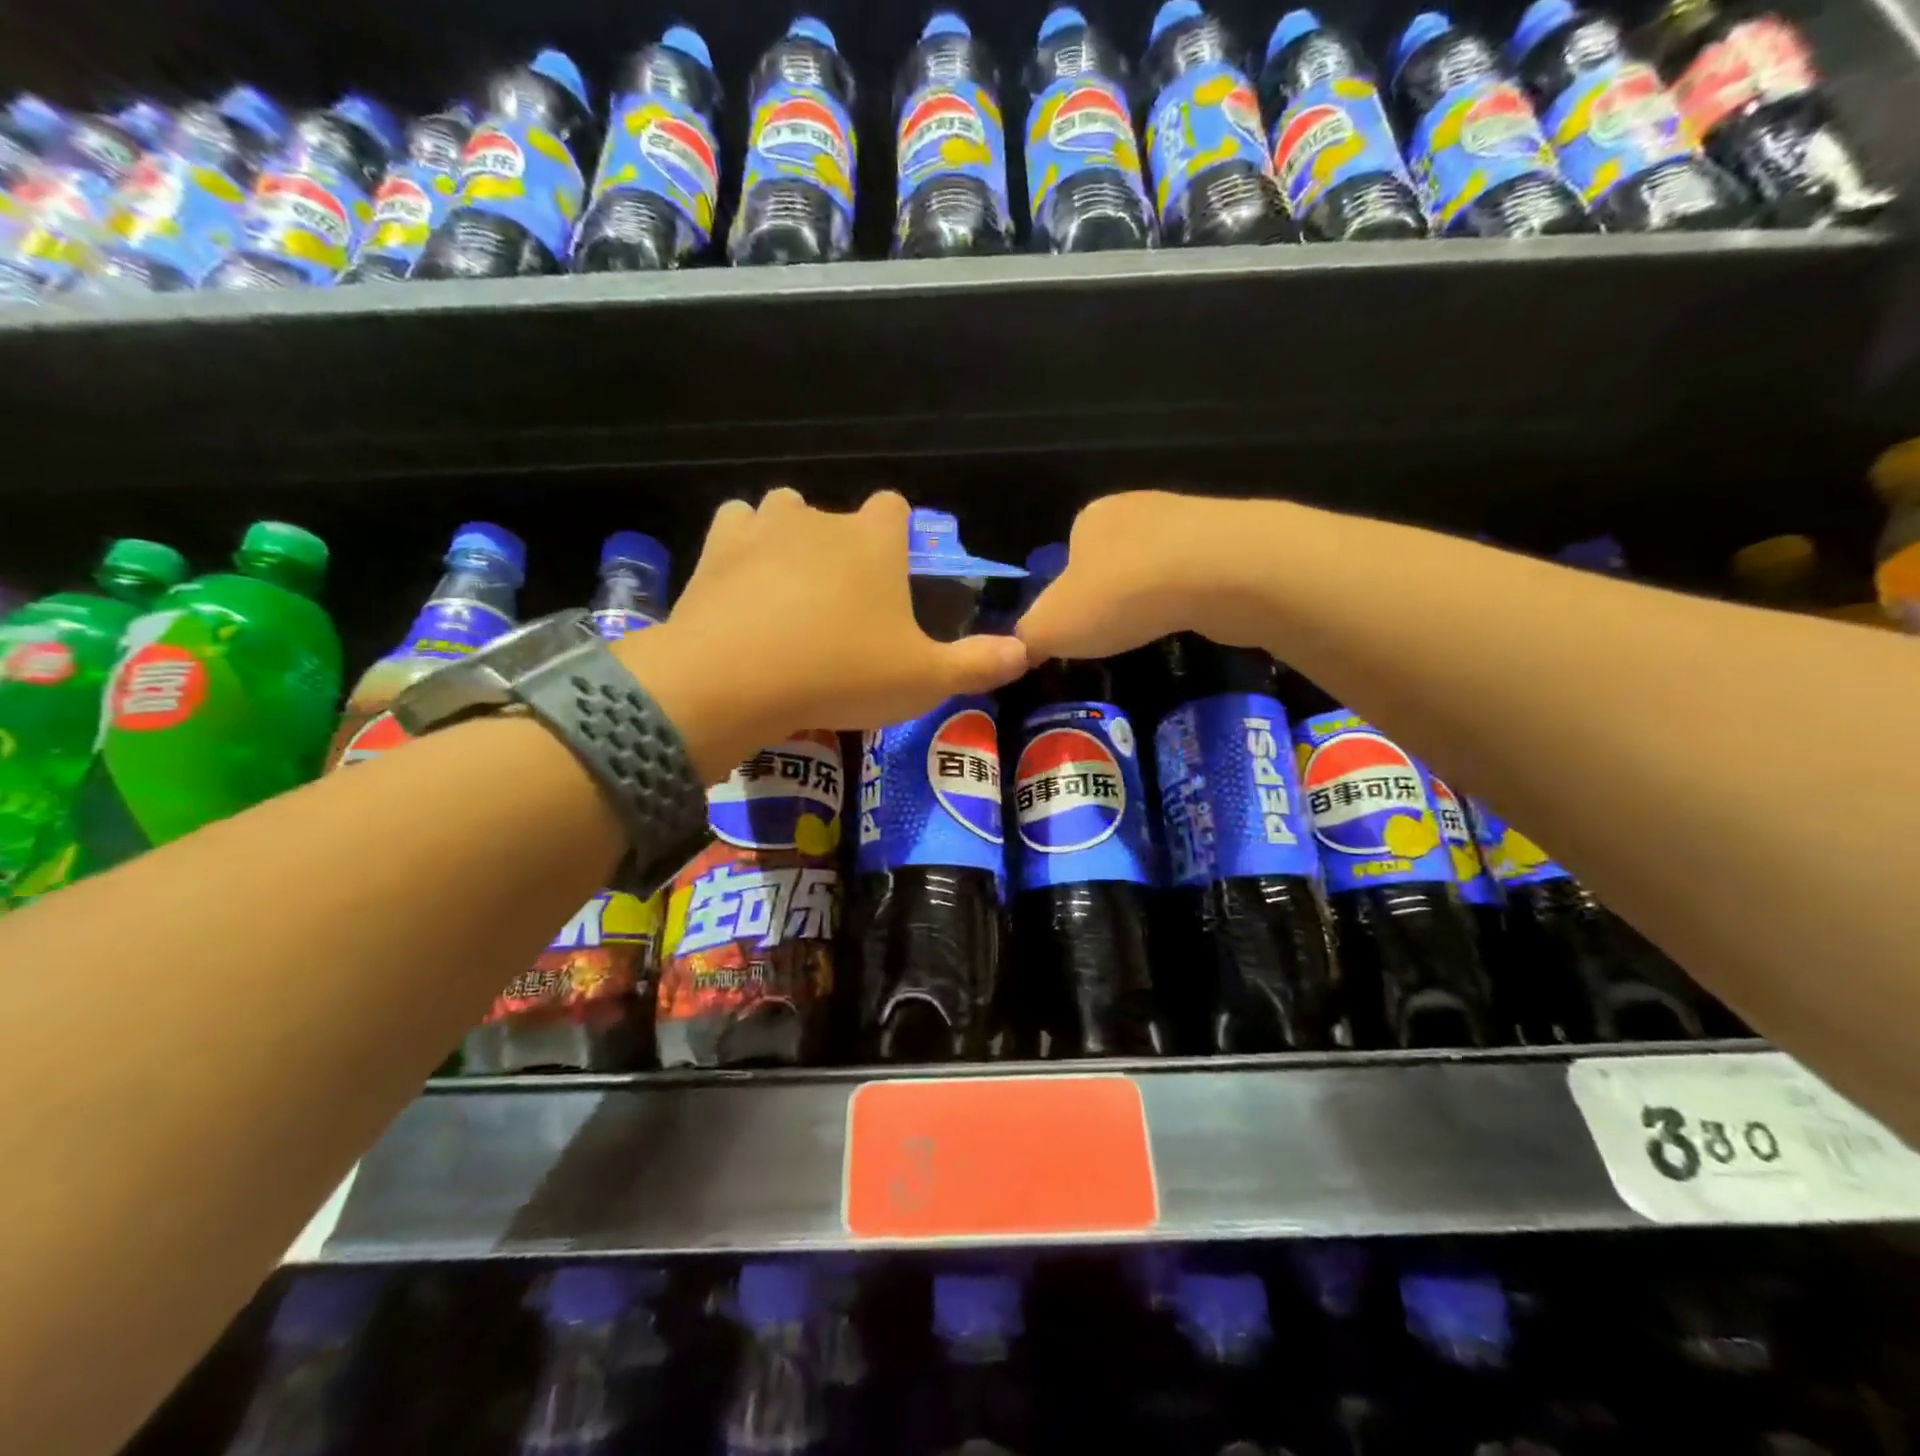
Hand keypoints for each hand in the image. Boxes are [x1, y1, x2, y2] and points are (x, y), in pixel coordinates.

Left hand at [617, 489, 1027, 779]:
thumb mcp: (924, 680)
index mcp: (874, 539)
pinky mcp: (713, 551)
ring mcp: (761, 528)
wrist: (734, 681)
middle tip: (844, 609)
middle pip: (838, 516)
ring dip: (791, 540)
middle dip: (844, 549)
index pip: (896, 508)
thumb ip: (978, 664)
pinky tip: (744, 589)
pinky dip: (742, 551)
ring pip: (782, 512)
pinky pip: (734, 530)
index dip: (898, 537)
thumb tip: (1027, 651)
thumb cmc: (841, 673)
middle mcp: (819, 519)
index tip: (895, 578)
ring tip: (792, 593)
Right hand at [1015, 491, 1280, 662]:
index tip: (1079, 630)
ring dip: (1153, 598)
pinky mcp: (1230, 543)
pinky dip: (1190, 599)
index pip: (1068, 557)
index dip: (1069, 596)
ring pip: (1158, 567)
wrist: (1218, 573)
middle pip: (1114, 561)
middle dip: (1114, 596)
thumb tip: (1020, 647)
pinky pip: (1198, 577)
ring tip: (1154, 631)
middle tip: (1116, 635)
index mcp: (1089, 519)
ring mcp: (1188, 521)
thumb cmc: (1119, 595)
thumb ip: (1028, 637)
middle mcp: (1136, 509)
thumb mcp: (1051, 627)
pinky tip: (1190, 621)